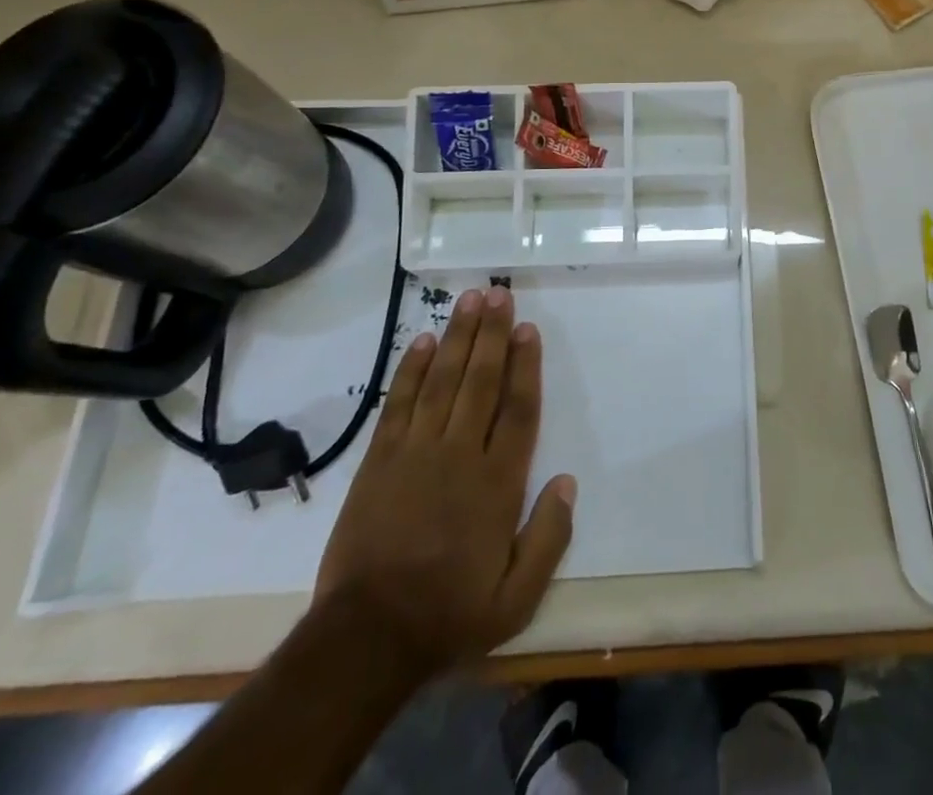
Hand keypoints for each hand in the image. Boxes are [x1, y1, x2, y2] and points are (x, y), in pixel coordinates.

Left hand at [313, 286, 574, 676]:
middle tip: (498, 293)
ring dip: (457, 337)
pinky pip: (399, 404)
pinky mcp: (380, 461)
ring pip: (443, 381)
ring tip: (469, 299)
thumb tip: (567, 481)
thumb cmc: (449, 614)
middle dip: (491, 334)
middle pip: (480, 381)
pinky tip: (424, 342)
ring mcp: (416, 453)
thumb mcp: (516, 598)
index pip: (517, 410)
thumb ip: (549, 538)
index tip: (528, 328)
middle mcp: (459, 455)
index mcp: (497, 484)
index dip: (525, 365)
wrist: (365, 638)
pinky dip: (412, 370)